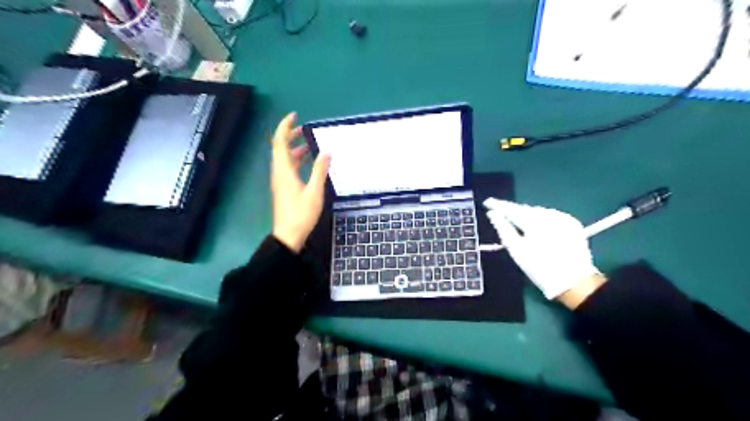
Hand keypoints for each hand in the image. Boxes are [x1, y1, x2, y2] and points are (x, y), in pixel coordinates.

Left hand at [270, 111, 328, 252]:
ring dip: (294, 148)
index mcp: (284, 170)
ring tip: (309, 143)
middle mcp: (279, 172)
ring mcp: (280, 181)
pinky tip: (308, 162)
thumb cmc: (301, 214)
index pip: (280, 142)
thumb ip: (320, 170)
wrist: (288, 235)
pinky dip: (296, 160)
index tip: (295, 116)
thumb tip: (327, 151)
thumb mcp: (314, 191)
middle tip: (304, 128)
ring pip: (284, 158)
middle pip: (280, 148)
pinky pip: (287, 167)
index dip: (285, 127)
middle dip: (290, 135)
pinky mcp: (283, 188)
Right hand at [486, 198, 600, 301]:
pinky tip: (538, 228)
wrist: (574, 281)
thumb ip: (503, 229)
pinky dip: (541, 219)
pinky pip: (551, 216)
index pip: (512, 209)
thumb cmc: (540, 267)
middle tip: (501, 213)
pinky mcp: (572, 223)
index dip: (498, 205)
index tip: (488, 202)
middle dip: (513, 211)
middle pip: (525, 209)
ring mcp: (563, 218)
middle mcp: (549, 215)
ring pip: (538, 211)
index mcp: (534, 221)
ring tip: (519, 223)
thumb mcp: (516, 250)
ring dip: (527, 215)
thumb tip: (492, 214)